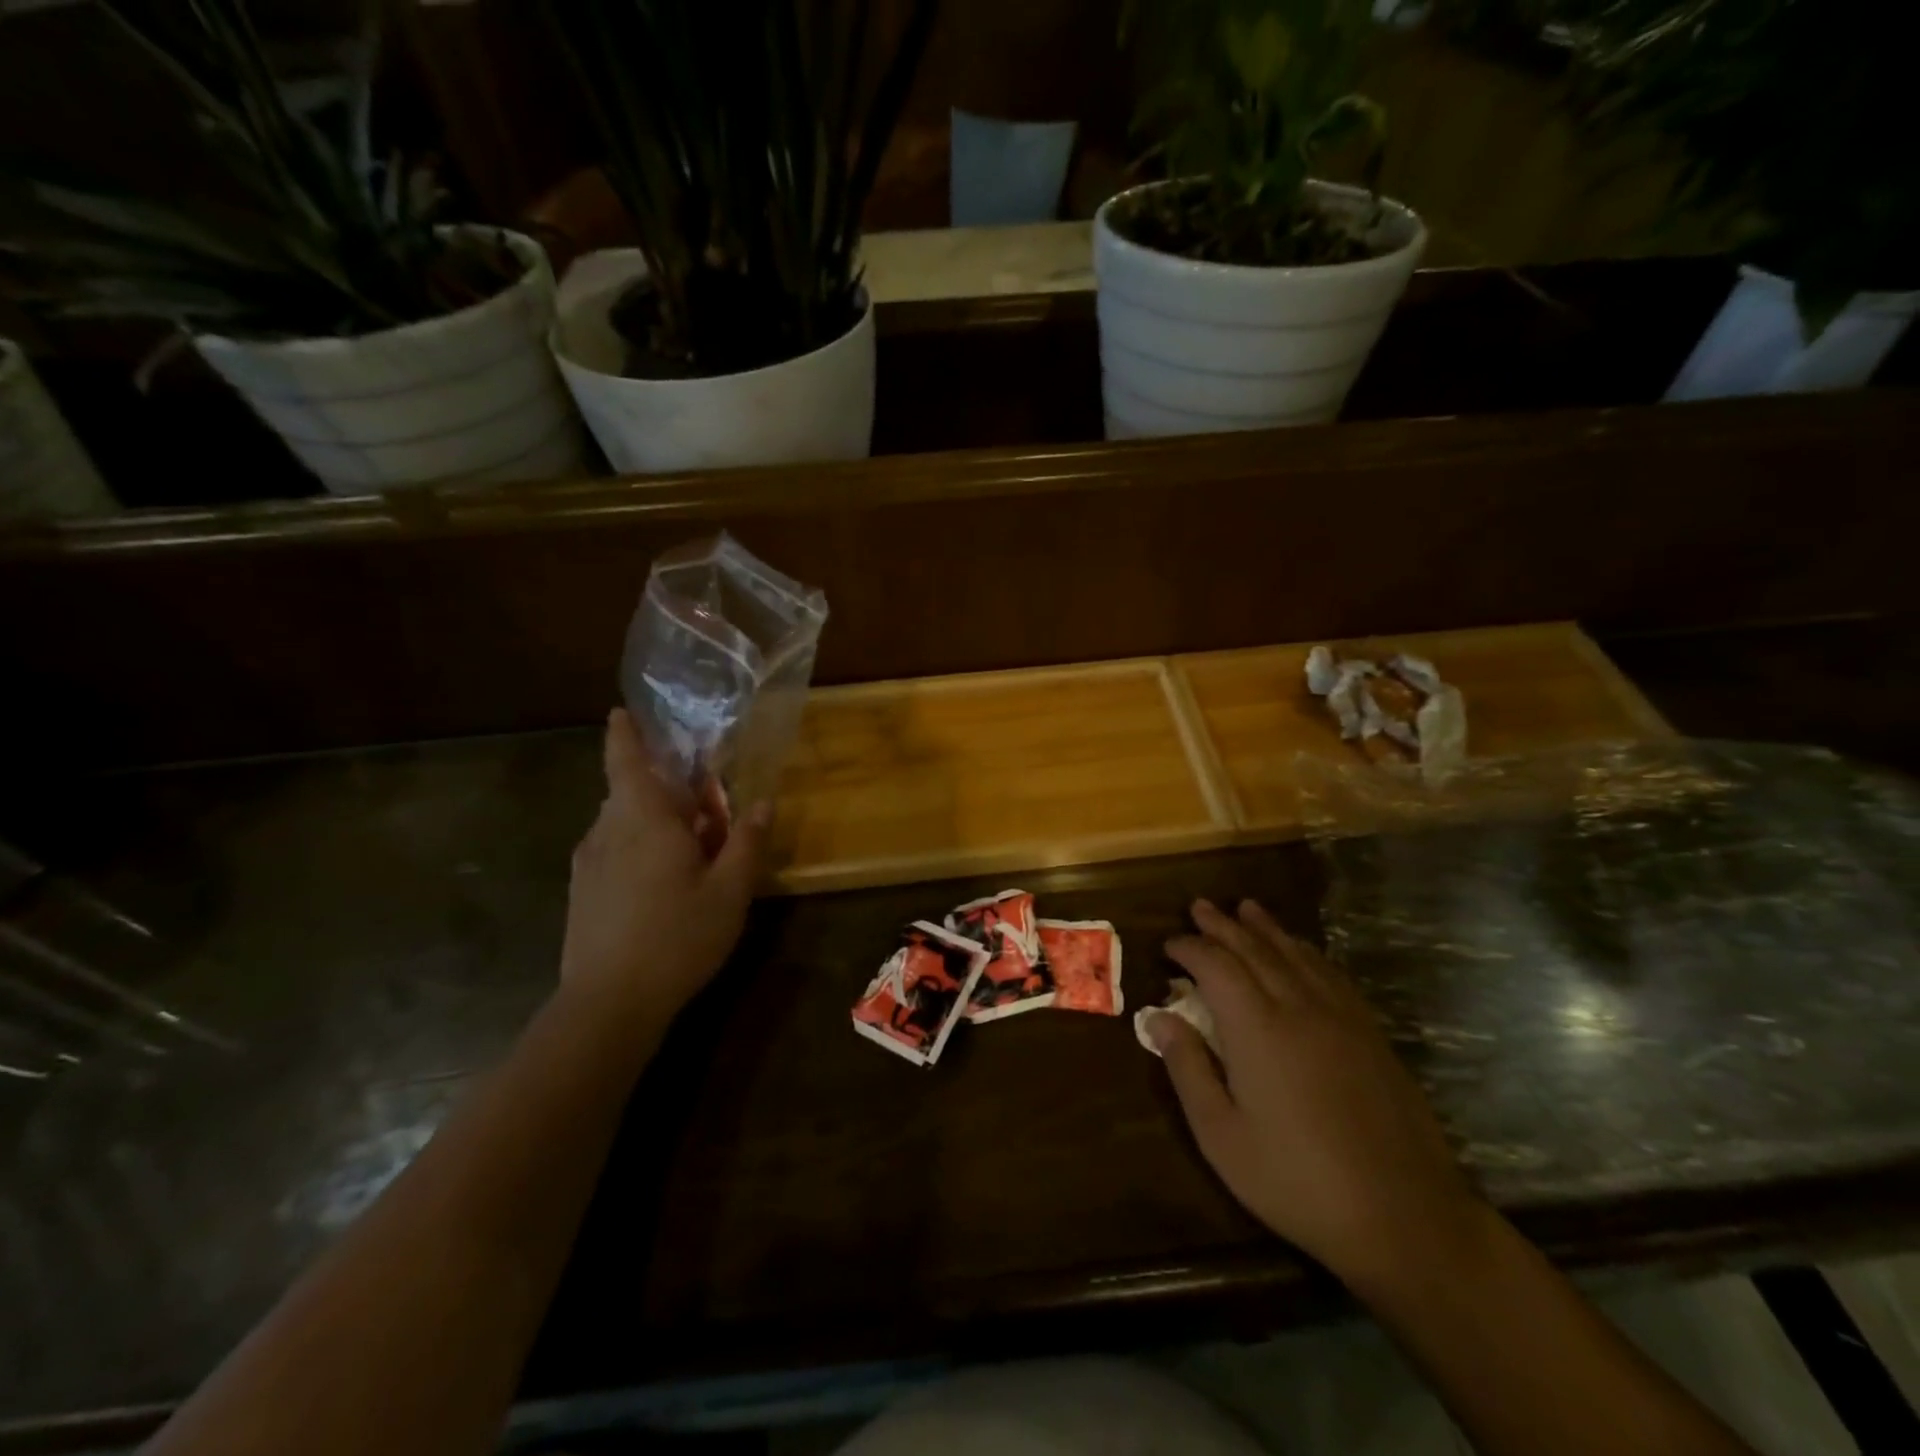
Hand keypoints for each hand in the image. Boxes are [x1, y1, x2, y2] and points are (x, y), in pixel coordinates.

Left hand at [559, 709, 766, 1023]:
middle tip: (708, 809)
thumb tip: (761, 802)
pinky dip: (638, 848)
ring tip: (692, 851)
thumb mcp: (730, 891)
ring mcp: (589, 863)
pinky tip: (663, 883)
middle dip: (667, 790)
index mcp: (643, 820)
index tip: (622, 712)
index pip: (625, 759)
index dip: (624, 733)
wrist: (607, 1004)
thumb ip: (746, 842)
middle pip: (632, 792)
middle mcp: (607, 831)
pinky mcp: (582, 892)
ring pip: (623, 823)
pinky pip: (612, 850)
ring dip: (655, 822)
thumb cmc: (677, 937)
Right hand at [1147, 898, 1488, 1291]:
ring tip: (1246, 908)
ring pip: (1295, 954)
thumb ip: (1188, 1068)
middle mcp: (1297, 1006)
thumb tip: (1158, 1017)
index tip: (1169, 945)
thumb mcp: (1221, 1135)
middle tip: (1199, 906)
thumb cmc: (1296, 1179)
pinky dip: (1306, 952)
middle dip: (1223, 925)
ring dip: (1266, 929)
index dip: (1189, 949)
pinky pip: (1331, 973)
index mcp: (1256, 1027)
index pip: (1215, 966)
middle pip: (1254, 949)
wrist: (1403, 1215)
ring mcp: (1340, 1017)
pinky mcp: (1370, 1033)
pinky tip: (1300, 951)